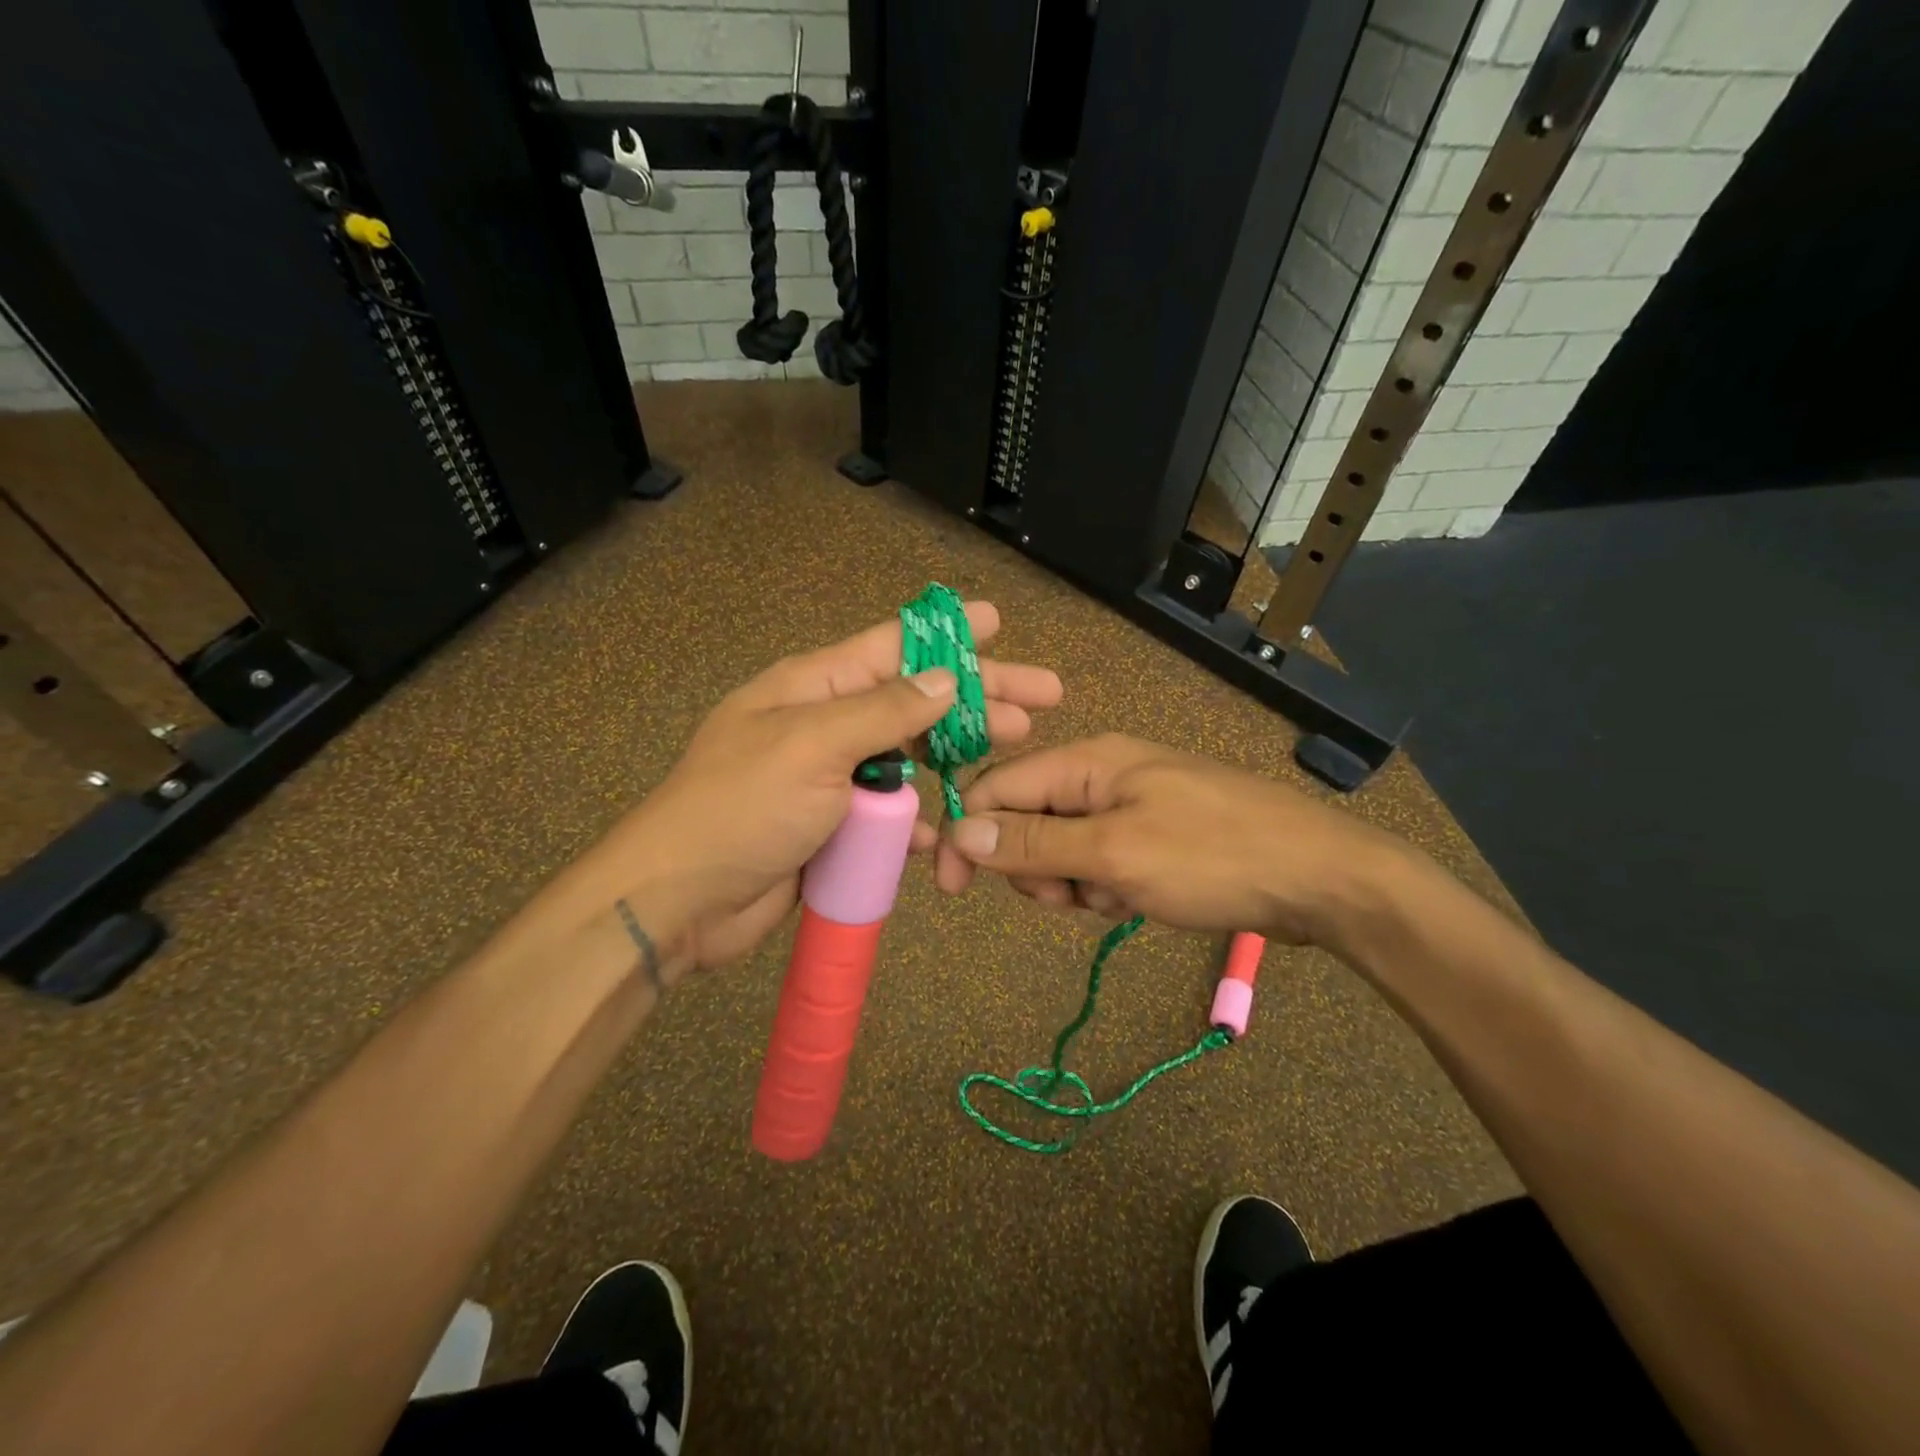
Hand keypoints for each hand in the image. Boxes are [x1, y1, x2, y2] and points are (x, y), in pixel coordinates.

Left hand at [589, 602, 1060, 973]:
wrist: (680, 900)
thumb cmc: (742, 807)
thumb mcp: (812, 745)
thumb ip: (884, 712)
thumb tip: (947, 679)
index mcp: (814, 687)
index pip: (894, 646)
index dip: (948, 633)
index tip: (997, 620)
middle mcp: (827, 724)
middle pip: (916, 701)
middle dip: (978, 698)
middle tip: (1042, 698)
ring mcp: (832, 779)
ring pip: (910, 759)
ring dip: (957, 758)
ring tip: (1013, 754)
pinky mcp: (835, 827)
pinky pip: (890, 816)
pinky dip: (918, 822)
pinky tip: (946, 834)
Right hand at [933, 733, 1403, 947]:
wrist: (1321, 878)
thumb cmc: (1212, 856)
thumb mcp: (1114, 854)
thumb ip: (1032, 844)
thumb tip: (958, 832)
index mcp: (1086, 762)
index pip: (996, 788)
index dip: (967, 835)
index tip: (954, 890)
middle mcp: (1101, 774)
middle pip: (1026, 820)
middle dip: (1035, 867)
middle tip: (1072, 895)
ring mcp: (1129, 804)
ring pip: (1062, 848)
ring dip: (1074, 883)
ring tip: (1118, 899)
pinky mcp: (1152, 834)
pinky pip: (1099, 861)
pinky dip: (1106, 888)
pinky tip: (1140, 901)